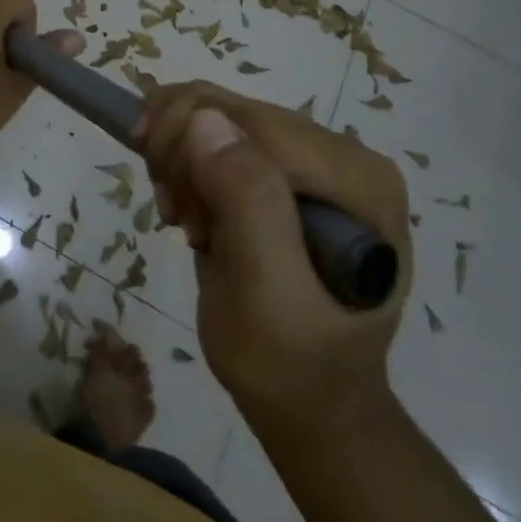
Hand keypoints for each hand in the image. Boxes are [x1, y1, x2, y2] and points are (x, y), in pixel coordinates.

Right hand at [137, 81, 410, 433]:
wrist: (311, 410)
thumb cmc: (291, 367)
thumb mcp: (267, 298)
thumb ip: (248, 204)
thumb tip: (205, 120)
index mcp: (357, 179)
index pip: (254, 120)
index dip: (190, 136)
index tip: (162, 194)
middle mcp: (344, 156)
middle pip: (235, 111)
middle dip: (183, 152)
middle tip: (172, 212)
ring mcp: (317, 160)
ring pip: (219, 114)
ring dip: (181, 159)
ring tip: (183, 217)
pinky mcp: (289, 168)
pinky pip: (219, 130)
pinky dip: (188, 161)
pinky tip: (191, 207)